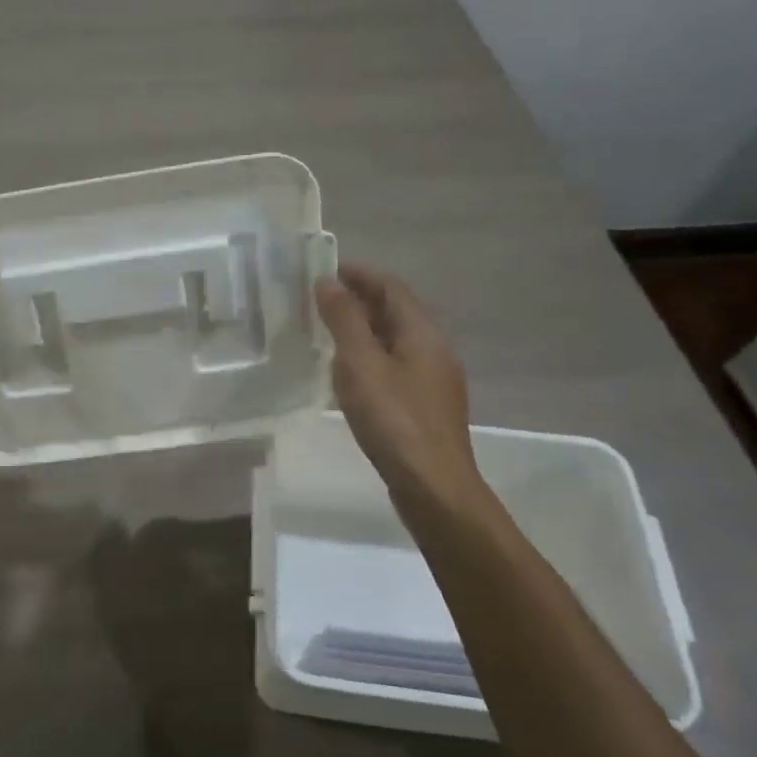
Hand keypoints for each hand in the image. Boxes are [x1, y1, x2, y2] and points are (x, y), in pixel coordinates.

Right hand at [315, 264, 490, 526]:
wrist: (433, 485)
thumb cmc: (394, 419)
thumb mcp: (361, 364)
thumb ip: (344, 320)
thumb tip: (328, 282)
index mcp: (422, 333)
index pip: (392, 288)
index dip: (361, 274)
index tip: (327, 270)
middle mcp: (434, 350)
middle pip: (398, 312)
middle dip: (362, 299)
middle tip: (322, 299)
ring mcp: (434, 381)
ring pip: (397, 340)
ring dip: (366, 328)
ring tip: (330, 332)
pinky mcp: (426, 407)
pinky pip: (396, 366)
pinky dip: (371, 356)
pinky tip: (351, 373)